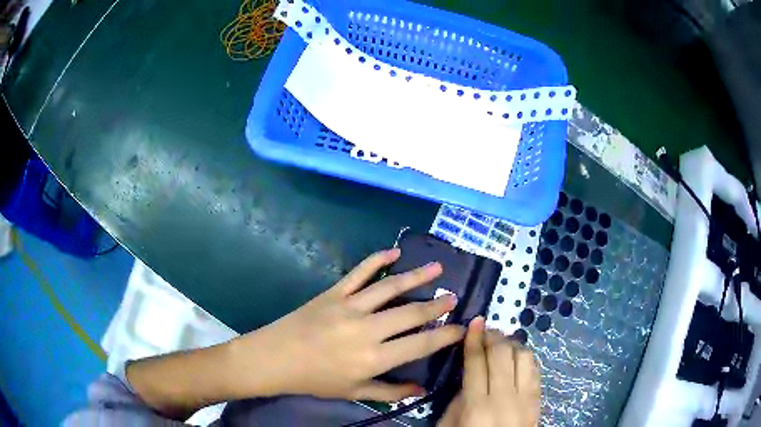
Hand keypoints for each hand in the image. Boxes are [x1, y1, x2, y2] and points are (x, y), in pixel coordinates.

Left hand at [226, 248, 465, 401]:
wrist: (276, 358)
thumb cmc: (315, 380)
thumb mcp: (354, 392)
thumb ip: (390, 392)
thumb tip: (422, 390)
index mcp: (373, 358)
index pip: (420, 345)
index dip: (445, 336)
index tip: (461, 328)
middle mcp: (367, 330)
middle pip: (411, 313)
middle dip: (437, 306)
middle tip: (453, 298)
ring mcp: (349, 307)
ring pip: (390, 287)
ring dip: (417, 277)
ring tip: (437, 268)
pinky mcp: (334, 293)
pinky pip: (359, 272)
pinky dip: (377, 259)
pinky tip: (394, 252)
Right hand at [438, 317, 540, 426]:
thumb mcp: (449, 425)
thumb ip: (458, 399)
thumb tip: (470, 373)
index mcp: (477, 406)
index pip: (477, 363)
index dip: (474, 339)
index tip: (474, 322)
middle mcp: (504, 398)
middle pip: (502, 355)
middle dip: (493, 337)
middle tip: (486, 330)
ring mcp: (526, 398)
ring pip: (523, 357)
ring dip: (512, 344)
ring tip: (501, 344)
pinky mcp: (538, 400)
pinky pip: (535, 369)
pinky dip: (526, 357)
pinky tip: (517, 358)